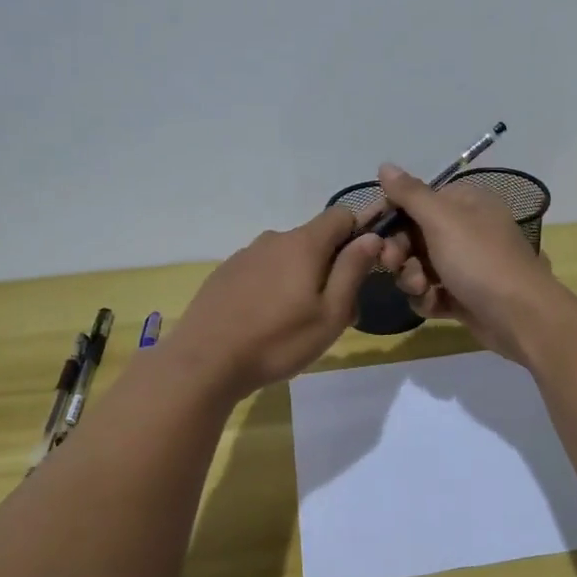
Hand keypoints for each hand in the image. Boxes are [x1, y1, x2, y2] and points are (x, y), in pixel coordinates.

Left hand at [168, 206, 382, 399]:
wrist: (205, 361)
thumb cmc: (278, 341)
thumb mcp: (330, 313)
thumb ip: (352, 270)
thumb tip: (371, 236)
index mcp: (303, 244)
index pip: (341, 215)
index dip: (358, 234)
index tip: (362, 268)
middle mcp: (273, 239)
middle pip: (314, 240)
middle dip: (331, 267)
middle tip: (333, 313)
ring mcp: (245, 255)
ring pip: (287, 258)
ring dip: (301, 279)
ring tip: (297, 324)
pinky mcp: (225, 274)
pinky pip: (262, 271)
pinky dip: (272, 287)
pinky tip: (265, 322)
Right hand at [371, 164, 560, 363]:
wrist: (520, 317)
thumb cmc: (479, 260)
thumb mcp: (442, 219)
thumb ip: (410, 194)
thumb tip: (385, 166)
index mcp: (465, 203)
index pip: (416, 200)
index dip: (389, 214)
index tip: (367, 230)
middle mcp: (466, 229)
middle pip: (413, 235)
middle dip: (400, 251)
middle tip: (393, 262)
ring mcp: (466, 265)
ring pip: (419, 266)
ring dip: (412, 278)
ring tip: (421, 288)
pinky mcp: (464, 296)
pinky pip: (431, 292)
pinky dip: (428, 298)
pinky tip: (434, 304)